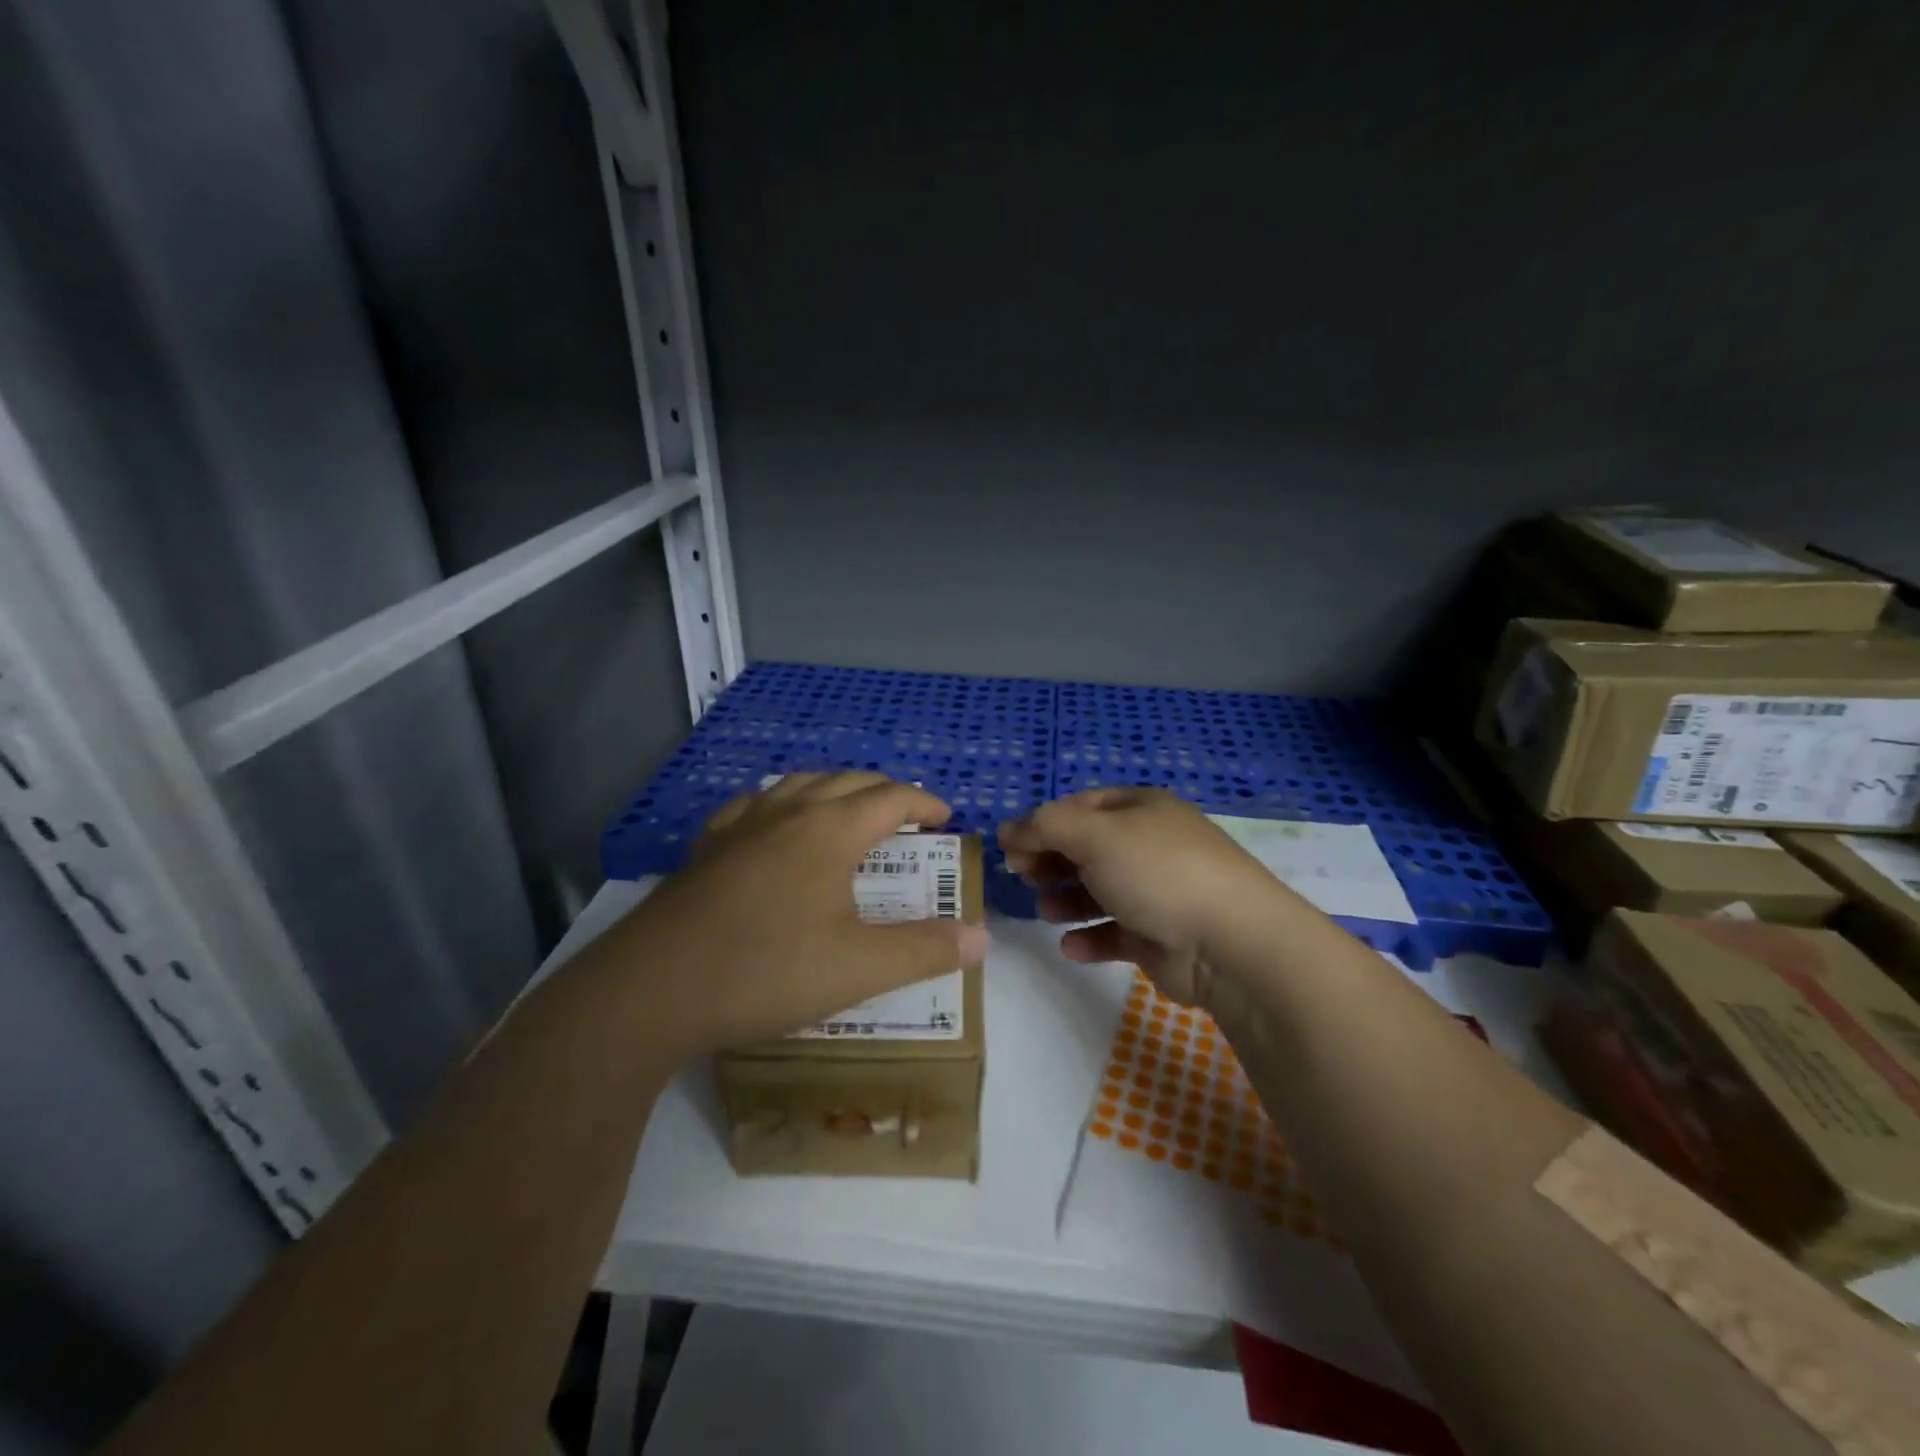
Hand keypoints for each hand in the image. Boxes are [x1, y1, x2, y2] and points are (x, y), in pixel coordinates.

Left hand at [624, 772, 988, 1056]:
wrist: (652, 989)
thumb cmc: (766, 971)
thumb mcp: (858, 968)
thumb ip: (924, 949)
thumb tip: (981, 938)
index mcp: (830, 830)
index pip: (891, 798)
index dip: (924, 802)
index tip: (945, 817)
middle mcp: (787, 812)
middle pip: (847, 782)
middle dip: (884, 791)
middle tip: (906, 815)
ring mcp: (739, 826)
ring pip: (797, 784)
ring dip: (833, 789)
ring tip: (847, 810)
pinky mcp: (704, 848)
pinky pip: (752, 805)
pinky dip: (780, 803)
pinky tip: (771, 825)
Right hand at [999, 788, 1293, 1007]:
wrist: (1230, 942)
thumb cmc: (1157, 872)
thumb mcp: (1094, 834)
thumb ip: (1045, 827)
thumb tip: (1008, 828)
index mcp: (1140, 810)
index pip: (1080, 807)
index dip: (1042, 824)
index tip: (1010, 848)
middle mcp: (1149, 845)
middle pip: (1087, 849)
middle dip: (1052, 862)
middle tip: (1024, 878)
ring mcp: (1157, 892)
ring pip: (1099, 891)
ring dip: (1067, 900)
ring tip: (1045, 912)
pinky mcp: (1160, 936)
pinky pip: (1116, 933)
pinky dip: (1091, 938)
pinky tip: (1071, 946)